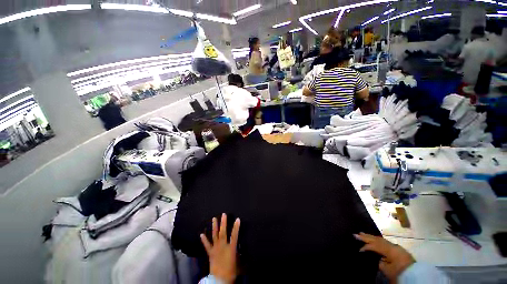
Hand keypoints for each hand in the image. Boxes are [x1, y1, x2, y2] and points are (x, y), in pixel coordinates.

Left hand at [200, 214, 240, 283]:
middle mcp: (223, 246)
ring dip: (214, 227)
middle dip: (223, 223)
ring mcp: (216, 248)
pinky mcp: (210, 253)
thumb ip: (239, 254)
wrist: (219, 280)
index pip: (234, 235)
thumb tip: (241, 250)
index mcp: (231, 248)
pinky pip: (207, 245)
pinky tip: (201, 234)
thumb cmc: (231, 271)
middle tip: (223, 214)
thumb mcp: (238, 263)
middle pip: (223, 232)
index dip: (236, 227)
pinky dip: (204, 240)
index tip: (237, 219)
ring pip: (215, 235)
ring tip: (213, 218)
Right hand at [354, 232, 414, 282]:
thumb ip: (380, 262)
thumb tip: (376, 257)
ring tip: (363, 234)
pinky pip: (385, 242)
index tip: (359, 249)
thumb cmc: (401, 273)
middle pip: (378, 240)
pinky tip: (374, 239)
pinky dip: (378, 240)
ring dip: (372, 237)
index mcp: (390, 250)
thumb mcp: (389, 270)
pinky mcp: (398, 249)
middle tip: (356, 234)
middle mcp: (393, 246)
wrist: (416, 275)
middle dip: (367, 237)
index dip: (366, 247)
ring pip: (381, 240)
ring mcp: (396, 247)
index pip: (375, 246)